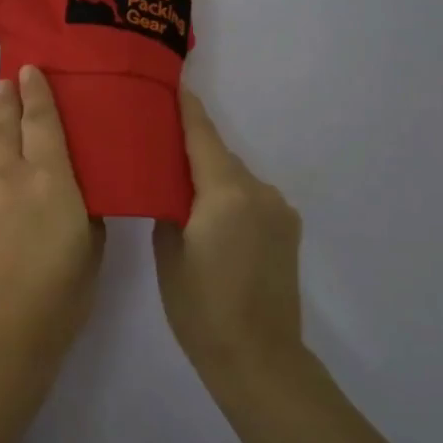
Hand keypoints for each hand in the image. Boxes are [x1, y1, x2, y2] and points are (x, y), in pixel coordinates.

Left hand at [0, 66, 104, 363]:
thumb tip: (76, 190)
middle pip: (6, 124)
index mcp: (51, 179)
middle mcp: (11, 174)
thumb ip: (85, 208)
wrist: (2, 331)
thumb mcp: (91, 246)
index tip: (29, 68)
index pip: (41, 121)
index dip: (36, 92)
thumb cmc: (62, 294)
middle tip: (8, 79)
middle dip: (8, 98)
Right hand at [153, 89, 303, 382]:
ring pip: (234, 178)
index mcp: (225, 192)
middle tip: (155, 143)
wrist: (258, 357)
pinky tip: (209, 217)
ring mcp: (279, 210)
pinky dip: (228, 197)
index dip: (184, 109)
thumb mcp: (168, 252)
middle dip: (190, 147)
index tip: (168, 85)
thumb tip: (172, 189)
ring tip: (178, 187)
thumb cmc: (200, 307)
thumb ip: (170, 207)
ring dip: (209, 176)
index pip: (201, 135)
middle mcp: (259, 191)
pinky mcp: (288, 229)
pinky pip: (249, 198)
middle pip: (218, 155)